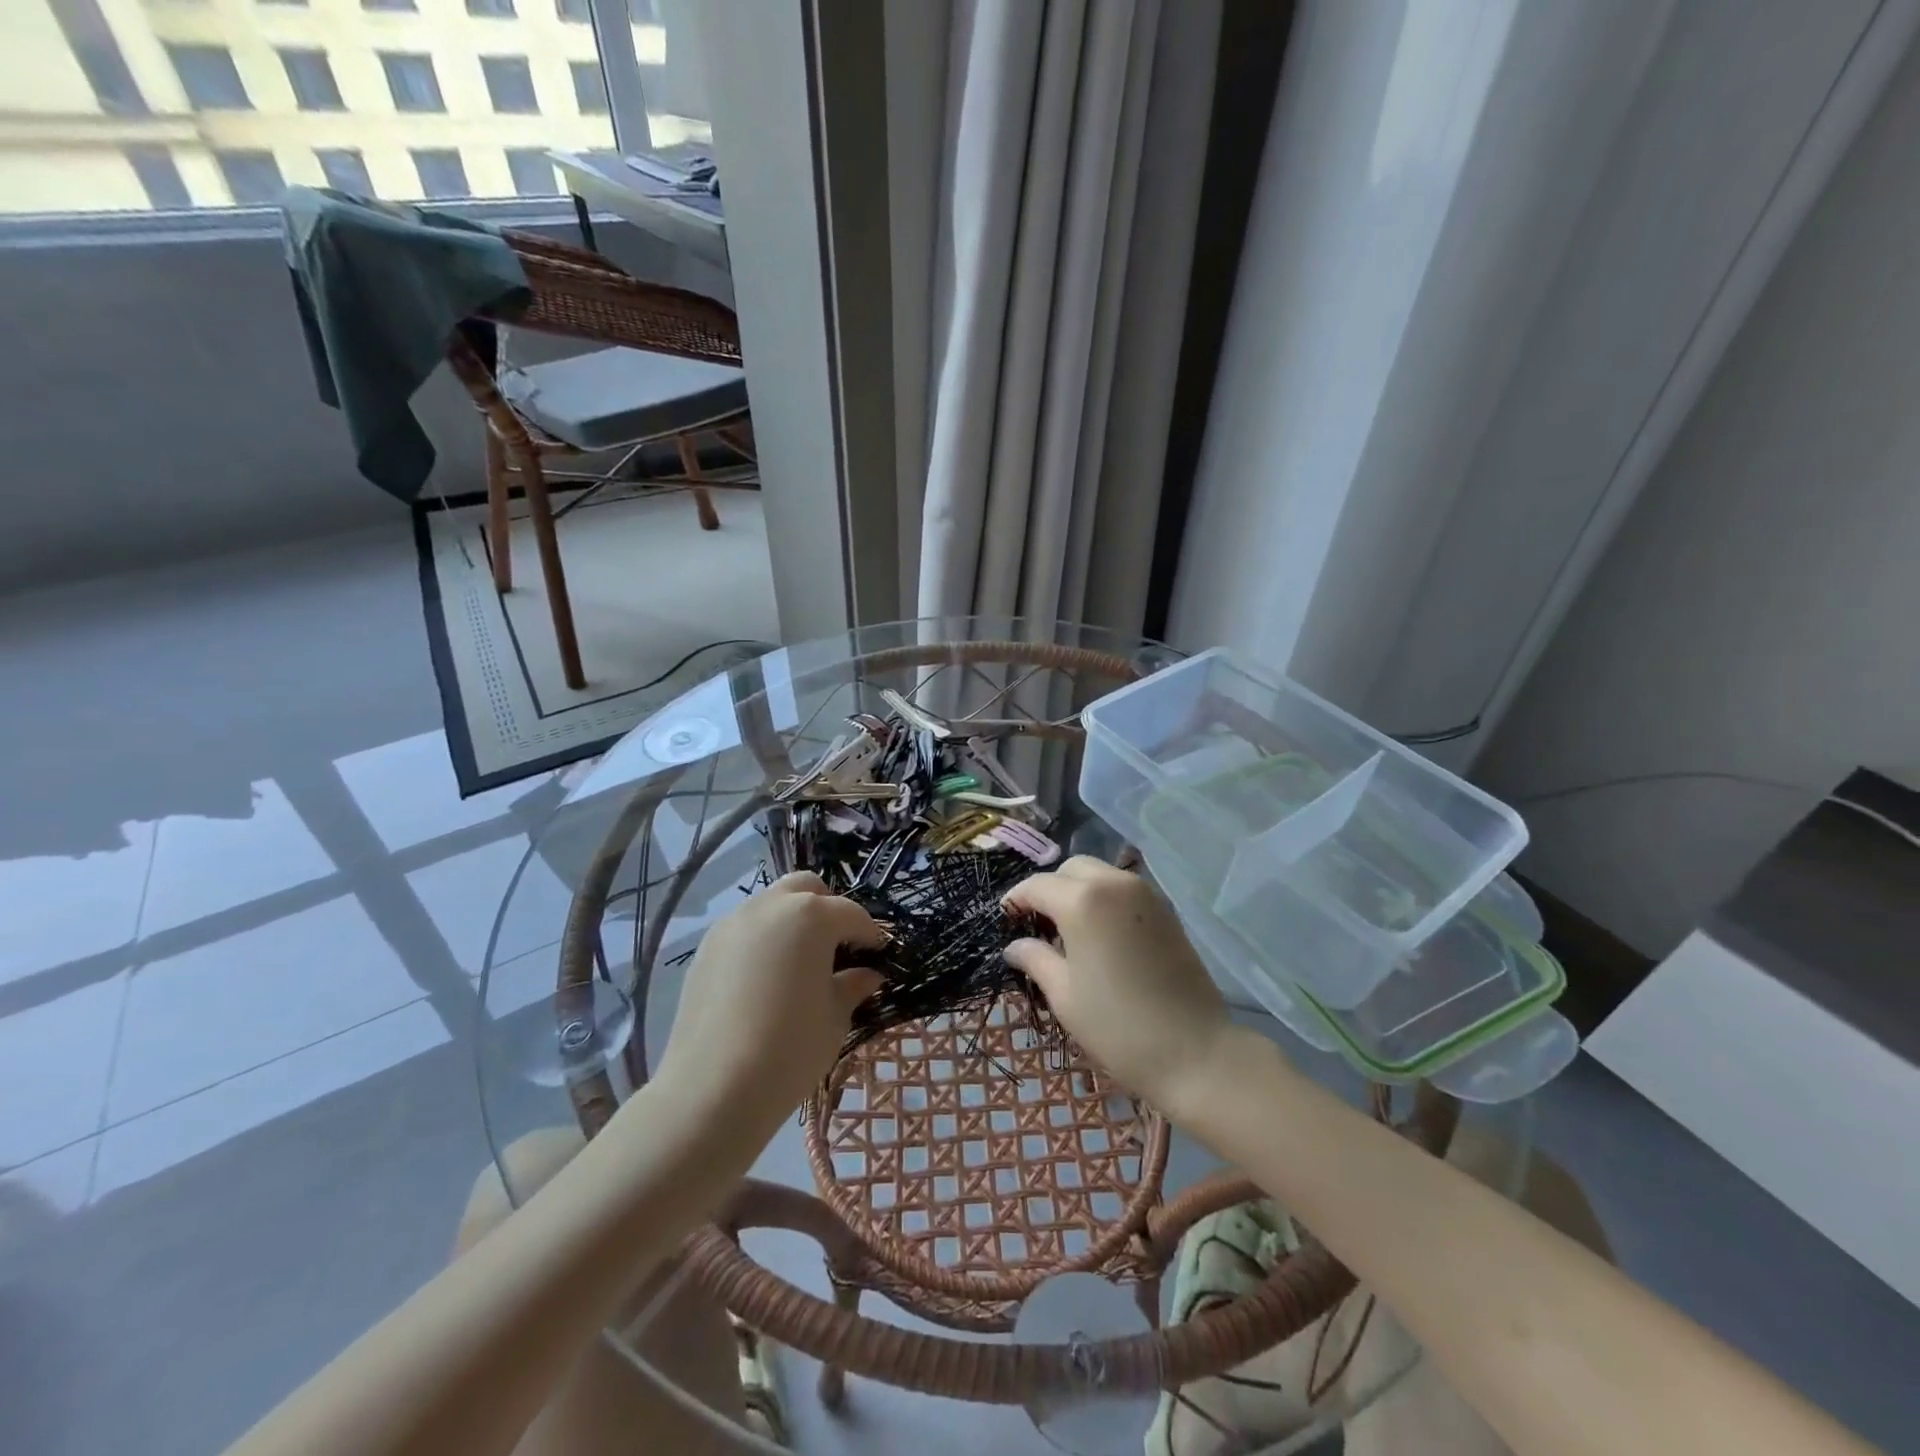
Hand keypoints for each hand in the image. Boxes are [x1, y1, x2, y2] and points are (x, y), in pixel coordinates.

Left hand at [653, 872, 884, 1140]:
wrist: (713, 1089)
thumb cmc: (791, 1048)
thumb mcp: (835, 1017)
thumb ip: (852, 985)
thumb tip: (868, 974)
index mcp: (810, 916)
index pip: (851, 914)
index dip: (870, 934)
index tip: (879, 954)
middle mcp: (770, 906)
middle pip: (806, 888)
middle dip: (827, 909)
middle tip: (838, 946)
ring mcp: (733, 924)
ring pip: (771, 904)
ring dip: (792, 921)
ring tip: (800, 962)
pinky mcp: (706, 948)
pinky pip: (744, 930)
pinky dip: (763, 940)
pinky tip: (766, 979)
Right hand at [1003, 857, 1245, 1115]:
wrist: (1195, 1051)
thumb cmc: (1118, 1026)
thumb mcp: (1064, 995)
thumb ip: (1035, 959)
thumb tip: (1015, 945)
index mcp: (1083, 901)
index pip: (1037, 885)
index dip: (1016, 900)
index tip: (1004, 919)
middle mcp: (1114, 884)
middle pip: (1071, 869)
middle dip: (1050, 889)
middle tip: (1038, 926)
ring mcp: (1145, 894)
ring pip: (1100, 874)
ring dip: (1078, 891)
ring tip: (1069, 932)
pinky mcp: (1166, 910)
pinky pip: (1123, 890)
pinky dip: (1104, 899)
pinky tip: (1100, 936)